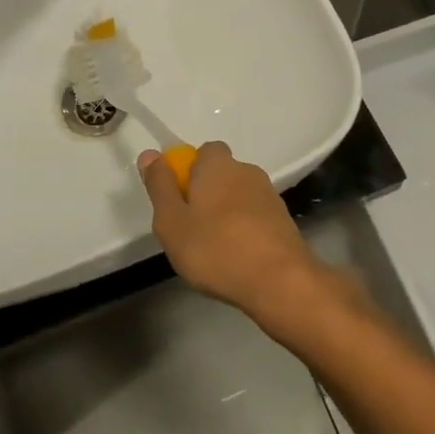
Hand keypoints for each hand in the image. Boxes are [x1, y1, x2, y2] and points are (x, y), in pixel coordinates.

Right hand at [139, 142, 340, 332]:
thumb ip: (159, 186)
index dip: (188, 172)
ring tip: (215, 250)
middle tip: (191, 229)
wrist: (280, 281)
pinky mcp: (284, 220)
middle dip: (206, 195)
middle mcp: (246, 170)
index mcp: (217, 164)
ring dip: (226, 214)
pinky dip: (245, 231)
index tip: (178, 202)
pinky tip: (238, 260)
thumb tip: (150, 154)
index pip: (202, 152)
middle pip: (220, 174)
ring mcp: (269, 195)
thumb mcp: (172, 222)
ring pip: (238, 197)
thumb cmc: (216, 249)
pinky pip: (255, 217)